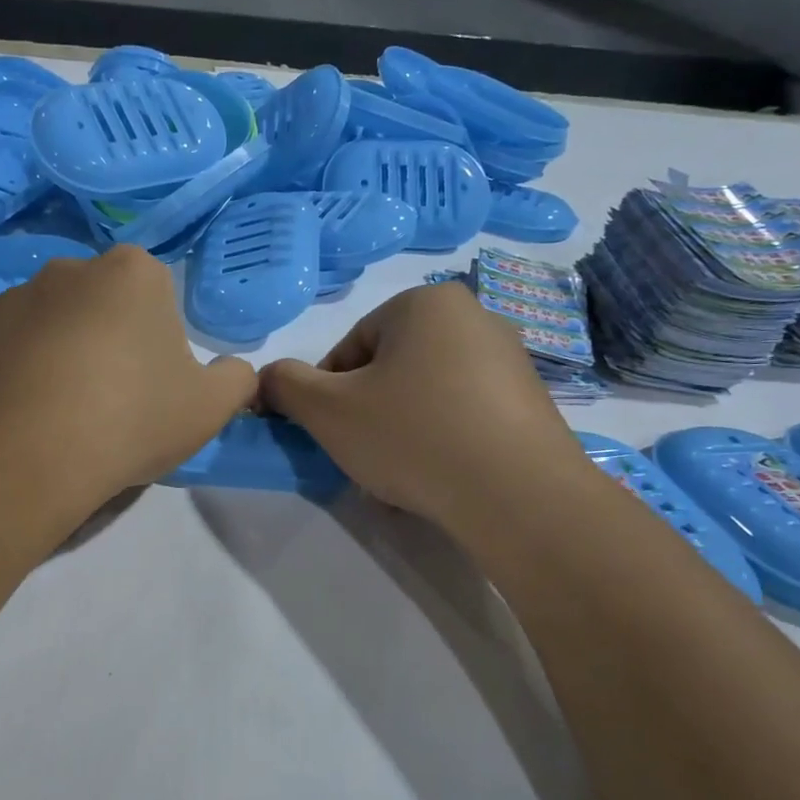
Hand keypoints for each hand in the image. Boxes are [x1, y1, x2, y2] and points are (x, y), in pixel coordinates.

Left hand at [0, 245, 256, 504]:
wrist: (31, 454)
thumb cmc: (132, 418)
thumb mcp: (210, 407)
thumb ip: (236, 379)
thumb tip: (234, 370)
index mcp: (133, 273)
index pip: (156, 295)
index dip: (158, 341)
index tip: (152, 384)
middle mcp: (68, 269)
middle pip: (100, 304)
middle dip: (108, 339)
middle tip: (111, 399)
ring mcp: (11, 298)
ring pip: (50, 324)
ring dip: (60, 354)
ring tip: (62, 413)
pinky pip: (7, 348)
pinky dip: (17, 372)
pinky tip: (24, 414)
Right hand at [259, 281, 587, 530]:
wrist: (517, 495)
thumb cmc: (413, 436)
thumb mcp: (327, 411)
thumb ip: (285, 385)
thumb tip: (268, 378)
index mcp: (425, 303)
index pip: (350, 347)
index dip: (327, 394)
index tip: (329, 434)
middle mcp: (474, 318)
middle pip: (390, 369)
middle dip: (366, 413)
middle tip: (361, 456)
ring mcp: (510, 360)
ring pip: (426, 394)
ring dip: (399, 430)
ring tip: (398, 475)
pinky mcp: (530, 402)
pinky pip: (464, 415)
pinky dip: (440, 441)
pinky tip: (436, 478)